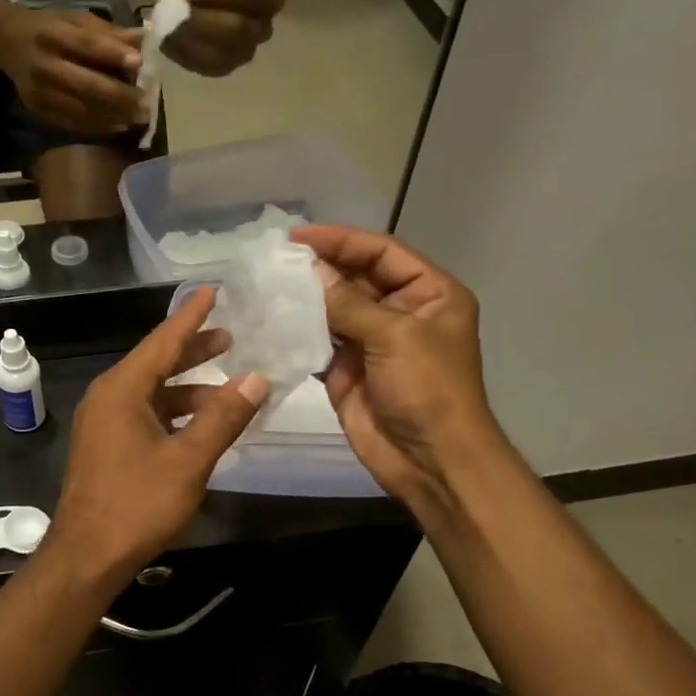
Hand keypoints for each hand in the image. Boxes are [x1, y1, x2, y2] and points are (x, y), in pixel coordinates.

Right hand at [0, 5, 146, 134]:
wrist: (6, 42)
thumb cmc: (48, 27)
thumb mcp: (74, 19)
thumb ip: (107, 32)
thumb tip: (143, 41)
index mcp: (53, 34)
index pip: (86, 46)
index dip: (113, 55)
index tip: (140, 63)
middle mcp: (44, 65)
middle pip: (86, 85)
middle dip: (120, 97)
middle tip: (146, 104)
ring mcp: (40, 92)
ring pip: (82, 110)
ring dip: (113, 116)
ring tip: (138, 118)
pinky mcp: (39, 110)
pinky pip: (73, 123)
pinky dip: (98, 126)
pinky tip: (118, 125)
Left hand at [47, 288, 270, 582]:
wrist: (87, 555)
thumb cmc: (136, 504)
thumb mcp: (188, 460)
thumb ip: (223, 417)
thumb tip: (257, 378)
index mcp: (122, 389)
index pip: (162, 341)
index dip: (190, 316)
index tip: (212, 290)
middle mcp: (108, 397)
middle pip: (155, 362)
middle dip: (192, 350)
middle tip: (230, 337)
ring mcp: (103, 422)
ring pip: (151, 391)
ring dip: (187, 387)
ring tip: (226, 386)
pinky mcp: (105, 445)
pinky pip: (144, 414)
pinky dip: (173, 412)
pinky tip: (200, 423)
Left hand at [163, 0, 284, 76]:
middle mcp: (263, 31)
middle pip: (237, 30)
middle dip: (202, 22)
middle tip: (176, 14)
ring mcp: (244, 54)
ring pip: (219, 54)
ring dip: (190, 42)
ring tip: (169, 27)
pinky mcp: (222, 70)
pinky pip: (202, 66)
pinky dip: (182, 54)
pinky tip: (168, 41)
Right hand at [292, 225, 497, 509]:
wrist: (430, 459)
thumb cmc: (428, 389)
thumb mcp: (395, 336)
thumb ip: (350, 303)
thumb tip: (310, 271)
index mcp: (428, 293)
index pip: (382, 252)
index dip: (342, 240)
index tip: (298, 236)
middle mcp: (400, 311)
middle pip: (355, 276)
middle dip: (319, 267)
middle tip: (274, 259)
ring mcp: (371, 341)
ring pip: (333, 308)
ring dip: (304, 297)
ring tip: (266, 283)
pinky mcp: (346, 369)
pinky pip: (318, 341)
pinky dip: (297, 331)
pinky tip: (270, 320)